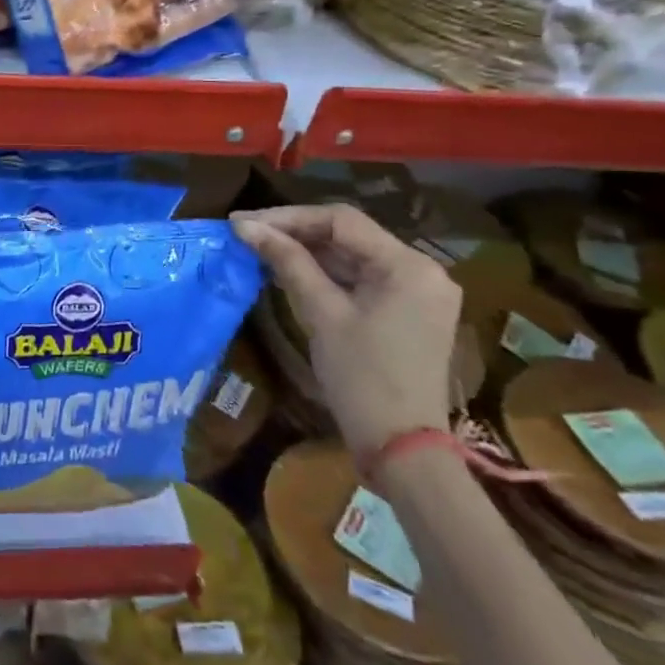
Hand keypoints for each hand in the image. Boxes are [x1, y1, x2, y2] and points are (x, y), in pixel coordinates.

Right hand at [232, 204, 459, 459]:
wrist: (401, 448)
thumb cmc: (362, 377)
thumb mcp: (321, 313)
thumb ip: (287, 262)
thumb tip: (245, 226)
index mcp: (409, 265)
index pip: (341, 220)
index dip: (287, 216)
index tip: (243, 222)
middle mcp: (422, 271)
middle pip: (349, 236)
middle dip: (295, 232)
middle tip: (245, 233)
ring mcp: (418, 293)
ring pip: (353, 257)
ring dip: (307, 252)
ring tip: (259, 249)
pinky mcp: (408, 313)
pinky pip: (362, 280)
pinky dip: (326, 275)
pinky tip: (290, 271)